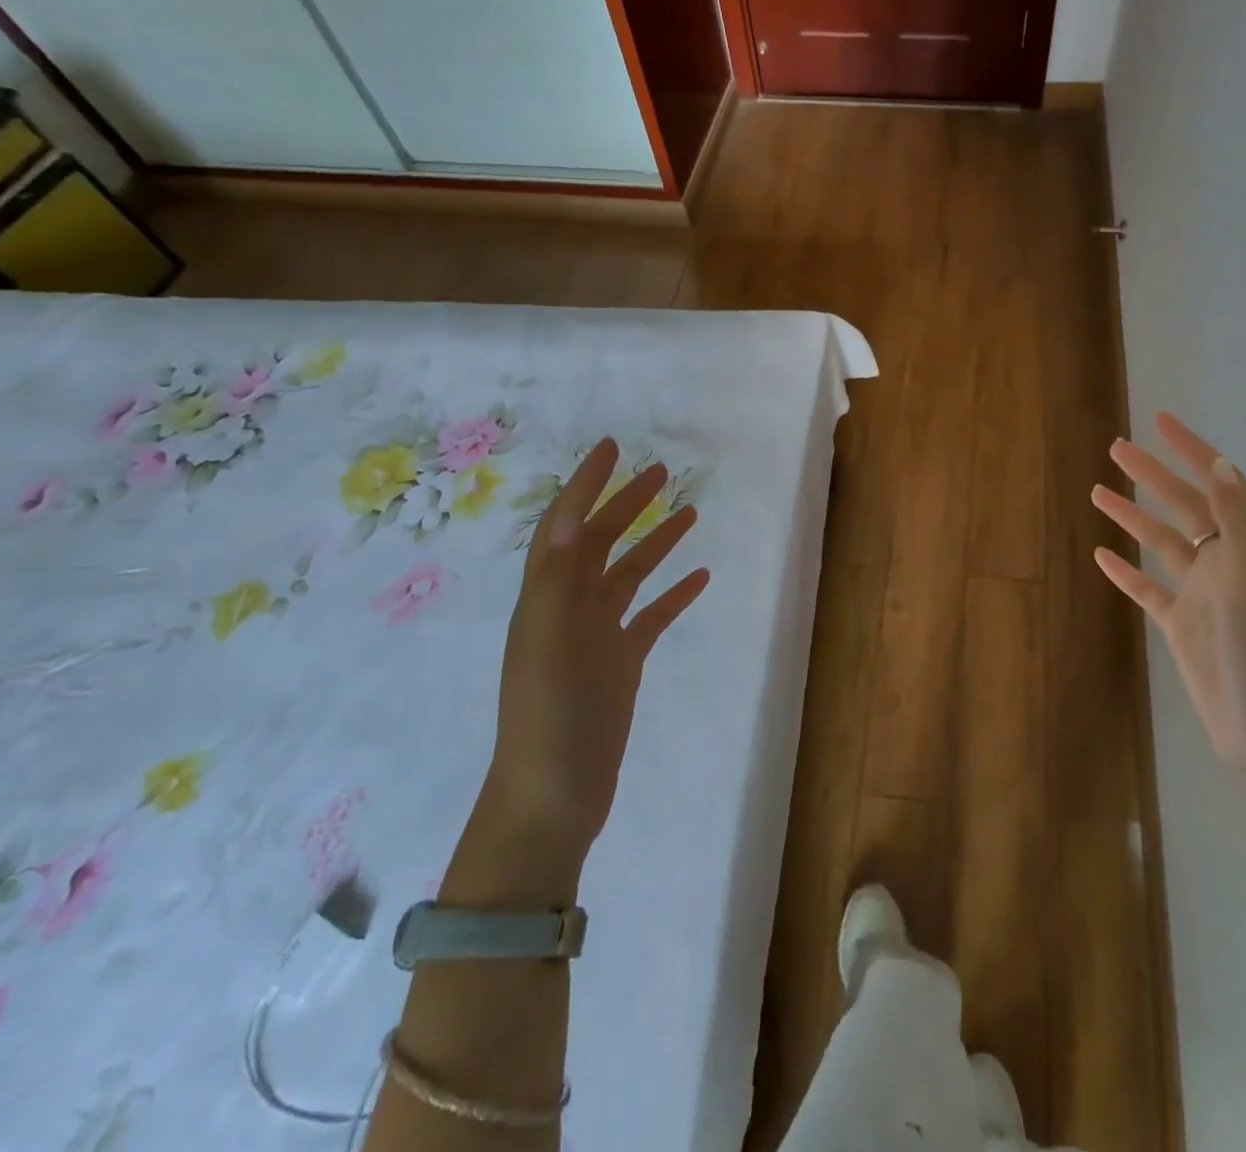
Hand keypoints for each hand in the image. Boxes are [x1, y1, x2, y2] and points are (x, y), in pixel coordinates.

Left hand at [487, 438, 709, 858]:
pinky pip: (651, 616)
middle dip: (626, 504)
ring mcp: (598, 636)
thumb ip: (558, 580)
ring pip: (629, 575)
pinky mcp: (622, 663)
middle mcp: (570, 608)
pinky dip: (674, 593)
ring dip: (655, 542)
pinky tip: (699, 577)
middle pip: (601, 543)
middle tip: (661, 472)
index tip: (613, 449)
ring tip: (688, 512)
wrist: (554, 797)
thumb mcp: (546, 644)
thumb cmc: (547, 718)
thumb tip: (571, 516)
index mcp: (546, 598)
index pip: (565, 526)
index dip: (585, 485)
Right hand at [1092, 412, 1245, 794]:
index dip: (1191, 450)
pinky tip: (1101, 555)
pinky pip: (1147, 588)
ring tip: (1098, 491)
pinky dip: (1125, 570)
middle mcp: (1226, 564)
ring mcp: (1201, 596)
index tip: (1160, 421)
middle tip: (1116, 448)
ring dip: (1132, 516)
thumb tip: (1220, 462)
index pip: (1218, 484)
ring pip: (1161, 544)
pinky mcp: (1182, 626)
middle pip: (1183, 507)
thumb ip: (1238, 522)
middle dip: (1152, 475)